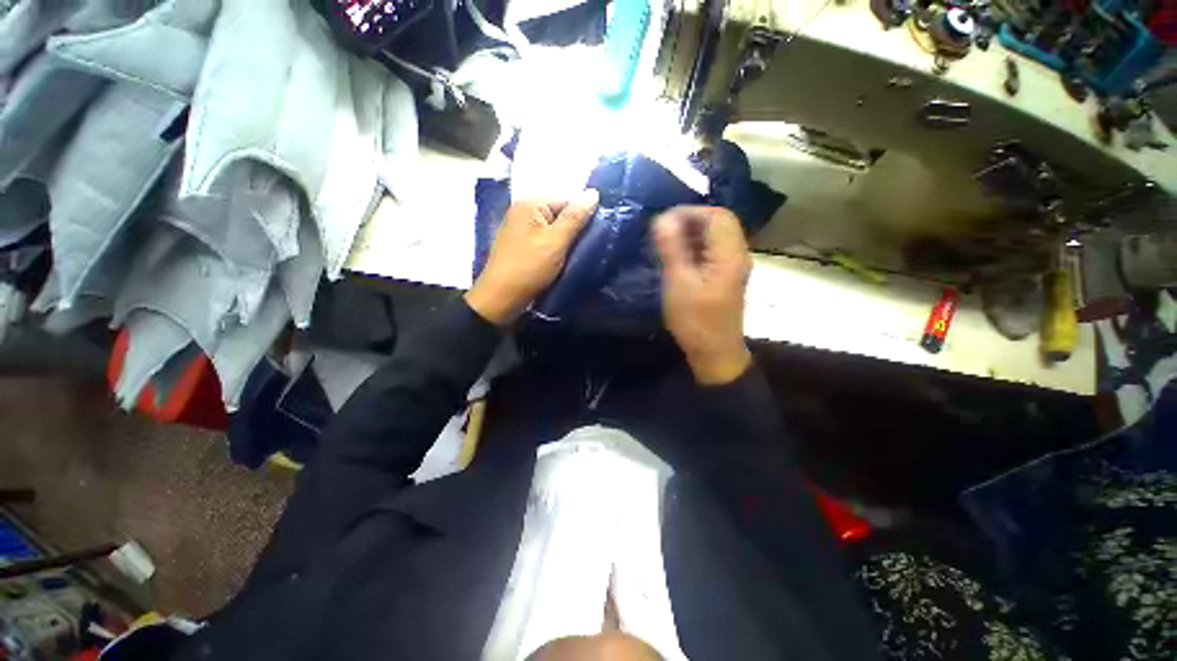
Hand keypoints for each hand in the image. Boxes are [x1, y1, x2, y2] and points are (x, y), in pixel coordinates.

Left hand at [465, 191, 599, 324]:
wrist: (501, 298)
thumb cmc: (529, 267)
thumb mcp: (556, 242)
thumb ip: (575, 218)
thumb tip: (593, 193)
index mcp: (530, 204)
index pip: (567, 199)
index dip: (583, 216)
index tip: (594, 236)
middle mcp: (523, 211)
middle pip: (559, 213)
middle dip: (574, 229)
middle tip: (586, 247)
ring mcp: (520, 229)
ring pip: (553, 229)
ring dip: (566, 241)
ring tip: (576, 255)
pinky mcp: (521, 245)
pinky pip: (544, 240)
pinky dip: (555, 248)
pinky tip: (562, 260)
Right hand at [653, 206, 752, 384]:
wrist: (715, 353)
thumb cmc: (695, 321)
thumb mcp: (678, 283)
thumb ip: (672, 249)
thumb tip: (662, 218)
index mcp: (729, 255)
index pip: (717, 215)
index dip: (690, 212)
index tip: (664, 221)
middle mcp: (737, 255)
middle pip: (719, 223)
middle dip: (690, 220)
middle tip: (663, 231)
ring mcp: (734, 266)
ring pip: (716, 236)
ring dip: (692, 233)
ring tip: (667, 242)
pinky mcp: (727, 277)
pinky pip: (713, 251)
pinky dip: (696, 246)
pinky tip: (678, 256)